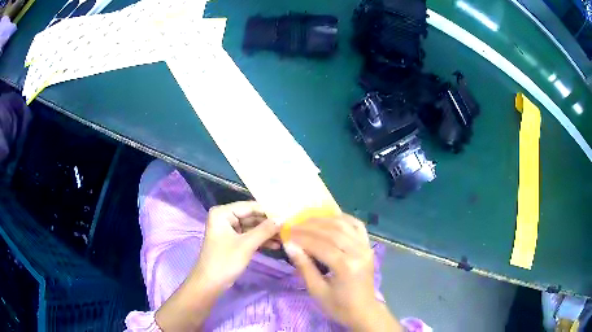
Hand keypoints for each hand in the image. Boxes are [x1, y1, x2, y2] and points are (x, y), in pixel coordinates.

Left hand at [156, 201, 279, 330]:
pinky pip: (250, 236)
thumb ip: (265, 230)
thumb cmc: (225, 261)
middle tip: (289, 227)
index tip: (288, 215)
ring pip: (252, 227)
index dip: (269, 211)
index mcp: (223, 213)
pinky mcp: (233, 241)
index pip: (250, 206)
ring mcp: (229, 230)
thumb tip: (283, 219)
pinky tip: (276, 245)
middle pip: (252, 216)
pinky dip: (261, 240)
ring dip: (267, 233)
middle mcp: (225, 217)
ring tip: (286, 237)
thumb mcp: (246, 245)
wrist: (210, 283)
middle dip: (269, 223)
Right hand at [284, 215, 401, 330]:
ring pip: (343, 225)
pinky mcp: (368, 246)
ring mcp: (365, 247)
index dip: (301, 238)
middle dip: (309, 227)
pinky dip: (343, 218)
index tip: (286, 235)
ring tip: (306, 221)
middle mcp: (358, 252)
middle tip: (293, 226)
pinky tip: (330, 218)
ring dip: (323, 220)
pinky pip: (357, 225)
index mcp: (346, 266)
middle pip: (332, 231)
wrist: (363, 311)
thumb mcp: (317, 291)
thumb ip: (304, 267)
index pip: (320, 245)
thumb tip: (289, 246)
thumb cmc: (339, 306)